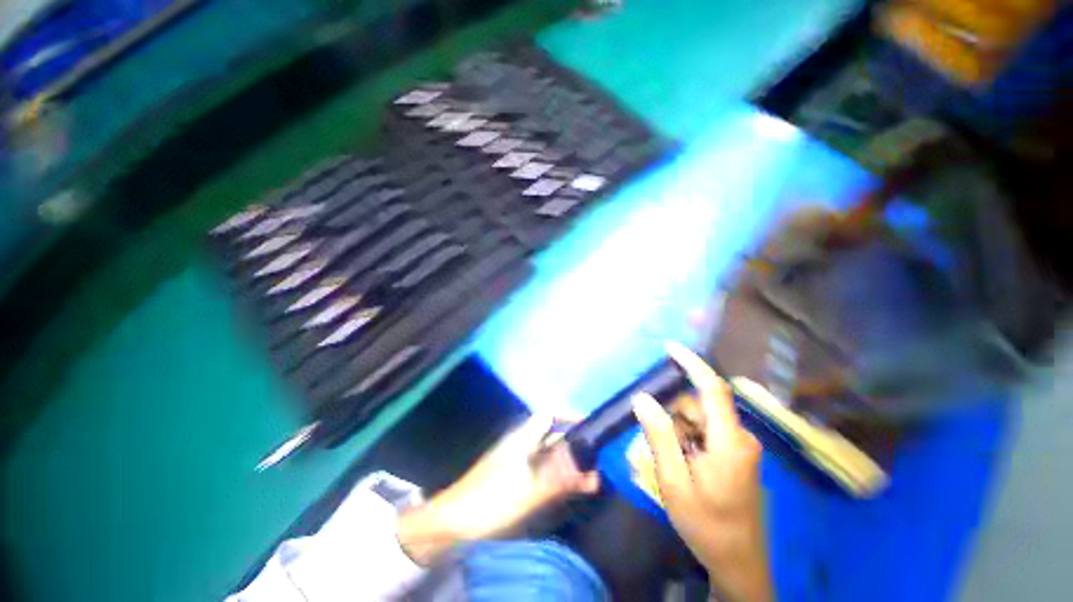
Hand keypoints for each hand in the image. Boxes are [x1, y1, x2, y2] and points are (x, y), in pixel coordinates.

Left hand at [397, 414, 599, 564]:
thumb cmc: (491, 499)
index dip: (568, 414)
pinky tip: (570, 493)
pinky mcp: (516, 483)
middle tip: (598, 461)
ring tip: (592, 481)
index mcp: (522, 439)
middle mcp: (522, 447)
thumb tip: (590, 469)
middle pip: (553, 439)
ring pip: (550, 459)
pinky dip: (559, 481)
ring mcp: (519, 466)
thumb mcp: (528, 489)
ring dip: (569, 467)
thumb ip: (559, 478)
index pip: (547, 415)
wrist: (454, 522)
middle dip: (575, 447)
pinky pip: (543, 476)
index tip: (589, 423)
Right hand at [632, 342, 771, 601]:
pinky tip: (680, 464)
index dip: (692, 364)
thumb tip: (642, 398)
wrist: (739, 565)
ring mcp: (740, 447)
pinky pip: (706, 433)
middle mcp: (740, 438)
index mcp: (729, 442)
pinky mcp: (737, 455)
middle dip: (674, 415)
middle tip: (657, 445)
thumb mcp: (674, 482)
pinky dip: (688, 439)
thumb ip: (659, 436)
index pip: (712, 389)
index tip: (669, 347)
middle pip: (699, 407)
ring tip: (669, 463)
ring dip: (679, 431)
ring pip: (700, 420)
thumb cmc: (707, 525)